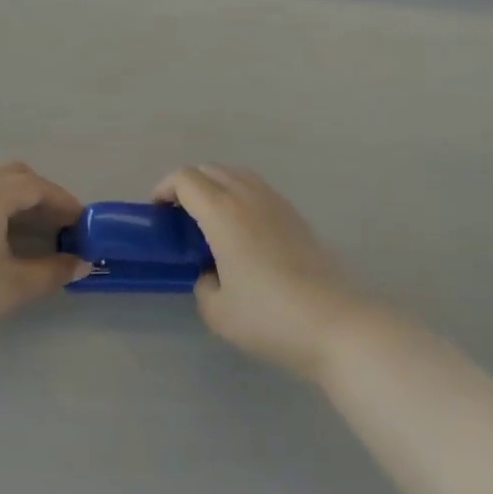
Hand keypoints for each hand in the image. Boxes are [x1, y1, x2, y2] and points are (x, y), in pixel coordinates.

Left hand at [0, 162, 86, 351]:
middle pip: (13, 175)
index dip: (63, 202)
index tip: (82, 222)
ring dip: (16, 199)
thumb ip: (54, 270)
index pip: (35, 186)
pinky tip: (0, 237)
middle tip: (59, 223)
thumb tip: (83, 264)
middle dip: (40, 194)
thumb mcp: (15, 285)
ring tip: (34, 231)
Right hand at [154, 165, 363, 381]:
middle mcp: (247, 196)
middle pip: (209, 169)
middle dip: (187, 185)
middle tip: (179, 217)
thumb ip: (202, 284)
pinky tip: (241, 229)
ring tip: (208, 218)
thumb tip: (210, 272)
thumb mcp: (217, 311)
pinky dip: (238, 194)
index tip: (157, 213)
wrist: (335, 324)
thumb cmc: (269, 317)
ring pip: (235, 174)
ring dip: (215, 185)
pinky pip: (256, 188)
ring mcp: (275, 202)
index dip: (164, 189)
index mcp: (221, 212)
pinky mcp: (295, 215)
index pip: (185, 179)